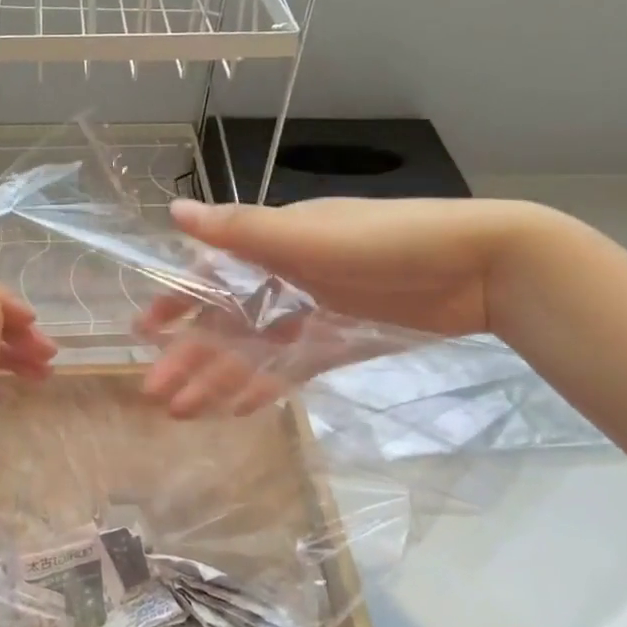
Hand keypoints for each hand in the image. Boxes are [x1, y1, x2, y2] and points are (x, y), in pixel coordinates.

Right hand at [138, 196, 549, 416]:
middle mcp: (287, 276)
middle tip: (156, 394)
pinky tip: (239, 409)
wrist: (481, 266)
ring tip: (185, 413)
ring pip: (255, 350)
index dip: (177, 303)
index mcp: (275, 244)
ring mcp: (314, 311)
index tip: (144, 332)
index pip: (210, 275)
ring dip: (220, 378)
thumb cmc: (387, 242)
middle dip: (191, 357)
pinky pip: (293, 366)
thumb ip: (241, 232)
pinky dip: (266, 385)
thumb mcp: (308, 235)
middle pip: (228, 322)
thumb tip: (172, 212)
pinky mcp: (343, 340)